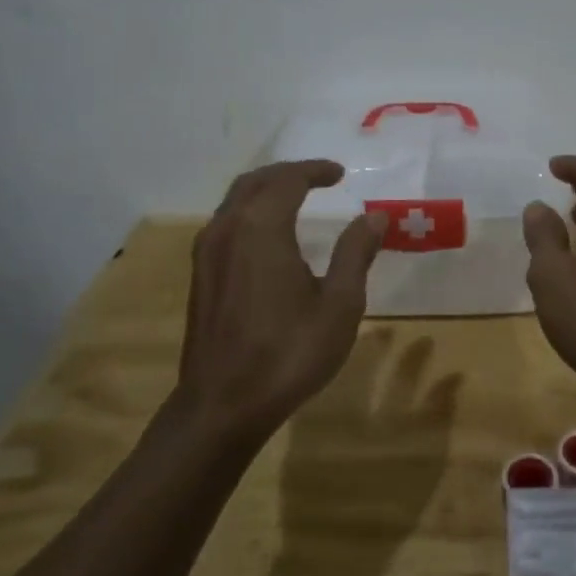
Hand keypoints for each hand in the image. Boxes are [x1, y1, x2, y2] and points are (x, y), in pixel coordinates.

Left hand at [166, 160, 385, 445]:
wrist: (223, 405)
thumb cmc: (288, 353)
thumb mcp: (339, 304)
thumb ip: (356, 253)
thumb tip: (374, 217)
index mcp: (262, 228)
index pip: (288, 180)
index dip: (315, 170)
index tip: (340, 173)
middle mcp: (228, 229)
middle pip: (256, 182)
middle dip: (288, 173)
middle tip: (319, 177)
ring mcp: (208, 252)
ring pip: (235, 201)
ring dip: (267, 190)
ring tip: (297, 198)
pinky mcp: (201, 275)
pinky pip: (226, 223)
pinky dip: (251, 212)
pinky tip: (270, 234)